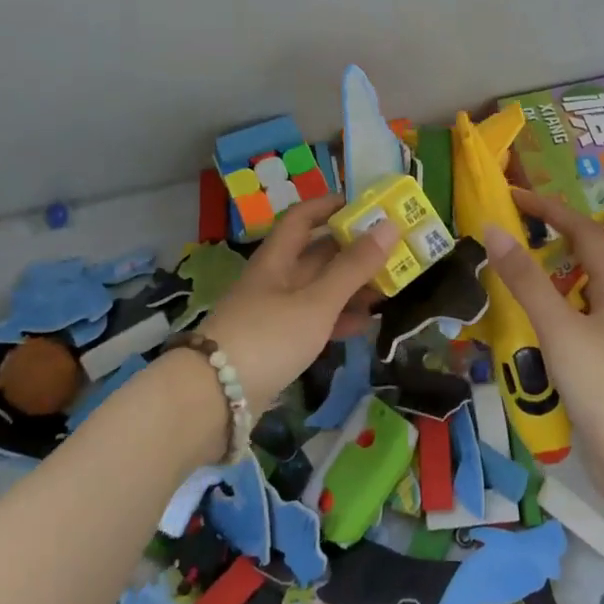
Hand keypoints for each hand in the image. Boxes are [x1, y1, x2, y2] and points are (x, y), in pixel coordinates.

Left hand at [198, 196, 398, 416]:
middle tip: (390, 250)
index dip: (330, 206)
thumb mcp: (316, 301)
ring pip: (318, 289)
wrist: (213, 399)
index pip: (301, 218)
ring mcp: (273, 313)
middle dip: (351, 250)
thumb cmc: (268, 337)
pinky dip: (339, 318)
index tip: (364, 205)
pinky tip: (365, 324)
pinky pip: (314, 321)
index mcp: (276, 258)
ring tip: (387, 288)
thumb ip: (353, 267)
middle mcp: (274, 279)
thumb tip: (390, 225)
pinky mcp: (276, 344)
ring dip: (350, 287)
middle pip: (315, 254)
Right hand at [482, 189, 603, 511]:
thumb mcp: (560, 327)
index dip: (549, 209)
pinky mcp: (597, 369)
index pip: (582, 231)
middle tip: (500, 241)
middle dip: (541, 246)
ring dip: (537, 288)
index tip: (512, 198)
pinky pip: (563, 331)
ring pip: (568, 299)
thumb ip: (526, 281)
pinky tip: (515, 337)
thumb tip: (494, 230)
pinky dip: (539, 324)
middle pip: (576, 262)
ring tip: (498, 285)